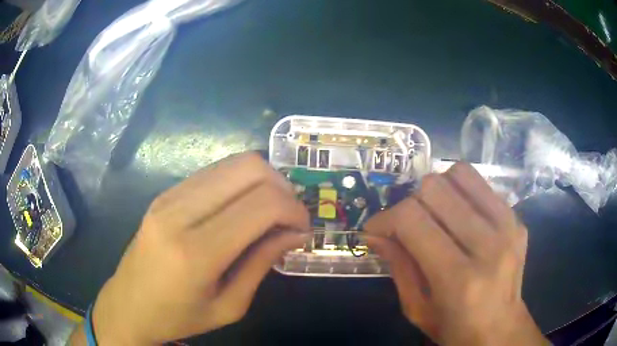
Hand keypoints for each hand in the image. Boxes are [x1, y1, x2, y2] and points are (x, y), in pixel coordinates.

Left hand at [72, 153, 309, 344]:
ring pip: (233, 163)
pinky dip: (240, 183)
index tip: (303, 229)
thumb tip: (296, 233)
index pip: (261, 205)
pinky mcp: (165, 192)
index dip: (294, 210)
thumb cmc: (178, 317)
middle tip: (289, 217)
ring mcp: (168, 196)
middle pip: (249, 168)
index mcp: (196, 252)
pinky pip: (214, 172)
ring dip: (262, 181)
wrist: (128, 304)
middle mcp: (179, 212)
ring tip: (269, 212)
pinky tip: (242, 208)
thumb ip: (262, 263)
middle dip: (283, 188)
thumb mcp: (229, 306)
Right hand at [365, 163, 547, 344]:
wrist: (500, 329)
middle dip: (410, 203)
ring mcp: (508, 226)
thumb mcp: (416, 309)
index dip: (385, 218)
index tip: (377, 230)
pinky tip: (458, 215)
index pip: (412, 220)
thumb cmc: (454, 328)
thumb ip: (398, 266)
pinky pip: (480, 183)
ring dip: (437, 191)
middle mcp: (488, 245)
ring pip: (459, 175)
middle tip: (408, 226)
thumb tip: (374, 232)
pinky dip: (460, 192)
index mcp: (458, 279)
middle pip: (435, 189)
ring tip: (434, 215)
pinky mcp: (516, 218)